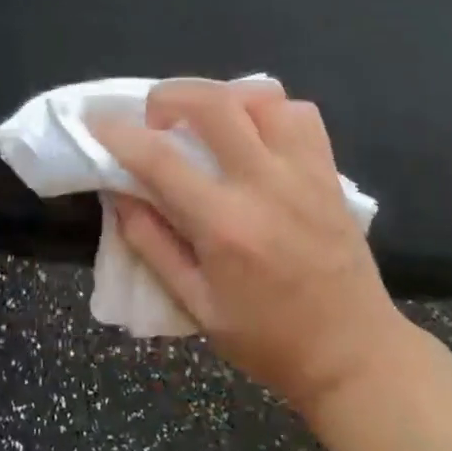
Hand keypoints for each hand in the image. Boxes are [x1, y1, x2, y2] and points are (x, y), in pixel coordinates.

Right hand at [92, 80, 411, 415]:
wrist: (354, 355)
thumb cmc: (267, 339)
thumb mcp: (195, 304)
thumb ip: (150, 243)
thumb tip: (118, 193)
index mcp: (225, 225)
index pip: (158, 158)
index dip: (118, 133)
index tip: (96, 122)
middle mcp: (265, 185)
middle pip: (212, 102)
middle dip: (168, 95)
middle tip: (155, 119)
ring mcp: (303, 173)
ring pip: (261, 96)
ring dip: (222, 98)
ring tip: (206, 124)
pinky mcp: (329, 172)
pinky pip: (300, 114)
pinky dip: (269, 111)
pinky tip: (254, 135)